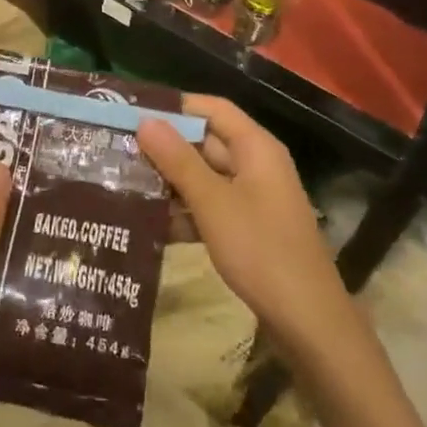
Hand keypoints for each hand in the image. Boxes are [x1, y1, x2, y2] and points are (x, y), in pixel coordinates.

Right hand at [138, 97, 355, 359]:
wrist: (307, 321)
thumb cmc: (261, 250)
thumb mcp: (213, 203)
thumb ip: (178, 161)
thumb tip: (146, 121)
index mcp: (255, 148)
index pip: (212, 108)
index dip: (175, 106)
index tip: (134, 111)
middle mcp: (256, 165)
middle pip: (206, 141)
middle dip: (165, 146)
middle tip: (119, 149)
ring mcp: (253, 198)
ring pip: (204, 176)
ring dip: (170, 181)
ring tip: (124, 182)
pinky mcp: (247, 228)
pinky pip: (210, 206)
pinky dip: (184, 211)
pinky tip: (150, 223)